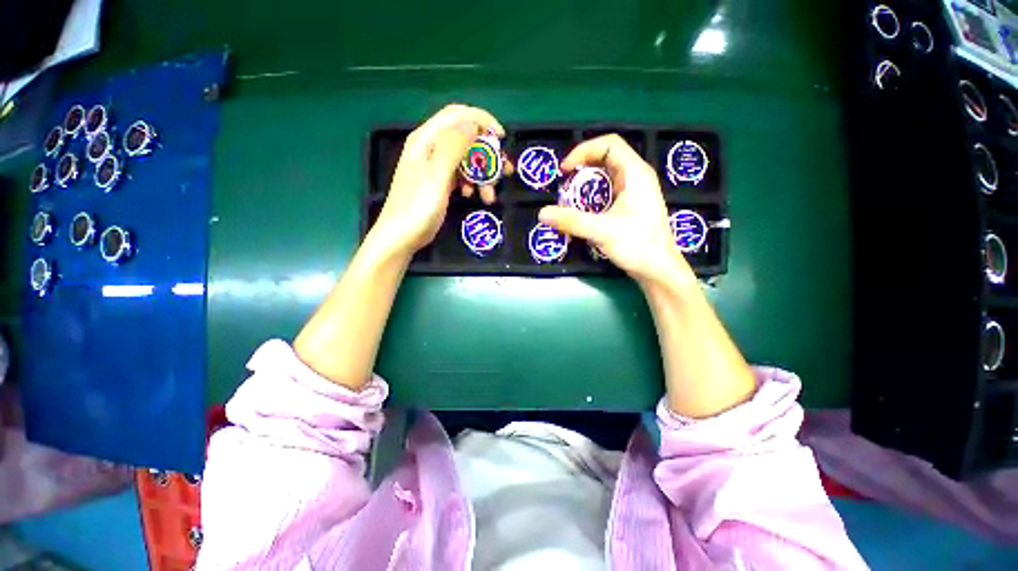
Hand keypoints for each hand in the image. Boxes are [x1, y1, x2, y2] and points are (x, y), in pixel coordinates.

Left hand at [371, 104, 504, 254]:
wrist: (401, 237)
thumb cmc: (417, 206)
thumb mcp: (437, 175)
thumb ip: (454, 146)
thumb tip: (473, 123)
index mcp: (427, 140)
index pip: (457, 115)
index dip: (482, 121)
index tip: (502, 138)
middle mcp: (431, 148)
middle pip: (465, 139)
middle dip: (487, 153)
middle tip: (505, 170)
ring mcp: (435, 167)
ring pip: (466, 160)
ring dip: (482, 174)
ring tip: (489, 195)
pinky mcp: (440, 183)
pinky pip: (461, 176)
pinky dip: (471, 184)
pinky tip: (472, 196)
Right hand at [538, 134, 693, 285]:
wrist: (659, 270)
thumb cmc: (638, 245)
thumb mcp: (602, 231)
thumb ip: (571, 221)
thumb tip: (542, 213)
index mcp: (635, 173)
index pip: (609, 144)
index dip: (583, 151)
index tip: (565, 170)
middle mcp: (636, 178)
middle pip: (605, 159)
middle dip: (581, 170)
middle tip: (564, 187)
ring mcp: (634, 193)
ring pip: (605, 178)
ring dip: (585, 187)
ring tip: (569, 202)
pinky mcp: (630, 207)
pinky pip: (607, 194)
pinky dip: (591, 200)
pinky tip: (582, 215)